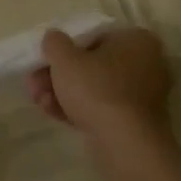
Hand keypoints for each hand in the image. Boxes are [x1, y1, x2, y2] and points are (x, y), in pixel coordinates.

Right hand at [28, 28, 172, 146]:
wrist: (124, 145)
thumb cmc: (97, 89)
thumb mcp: (65, 59)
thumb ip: (55, 42)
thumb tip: (54, 38)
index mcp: (137, 40)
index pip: (94, 36)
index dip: (64, 48)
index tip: (44, 60)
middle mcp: (147, 64)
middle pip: (92, 65)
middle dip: (59, 75)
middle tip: (34, 83)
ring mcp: (143, 96)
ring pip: (95, 88)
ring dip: (63, 93)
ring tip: (39, 101)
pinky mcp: (136, 123)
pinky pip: (103, 109)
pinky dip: (78, 109)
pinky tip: (52, 113)